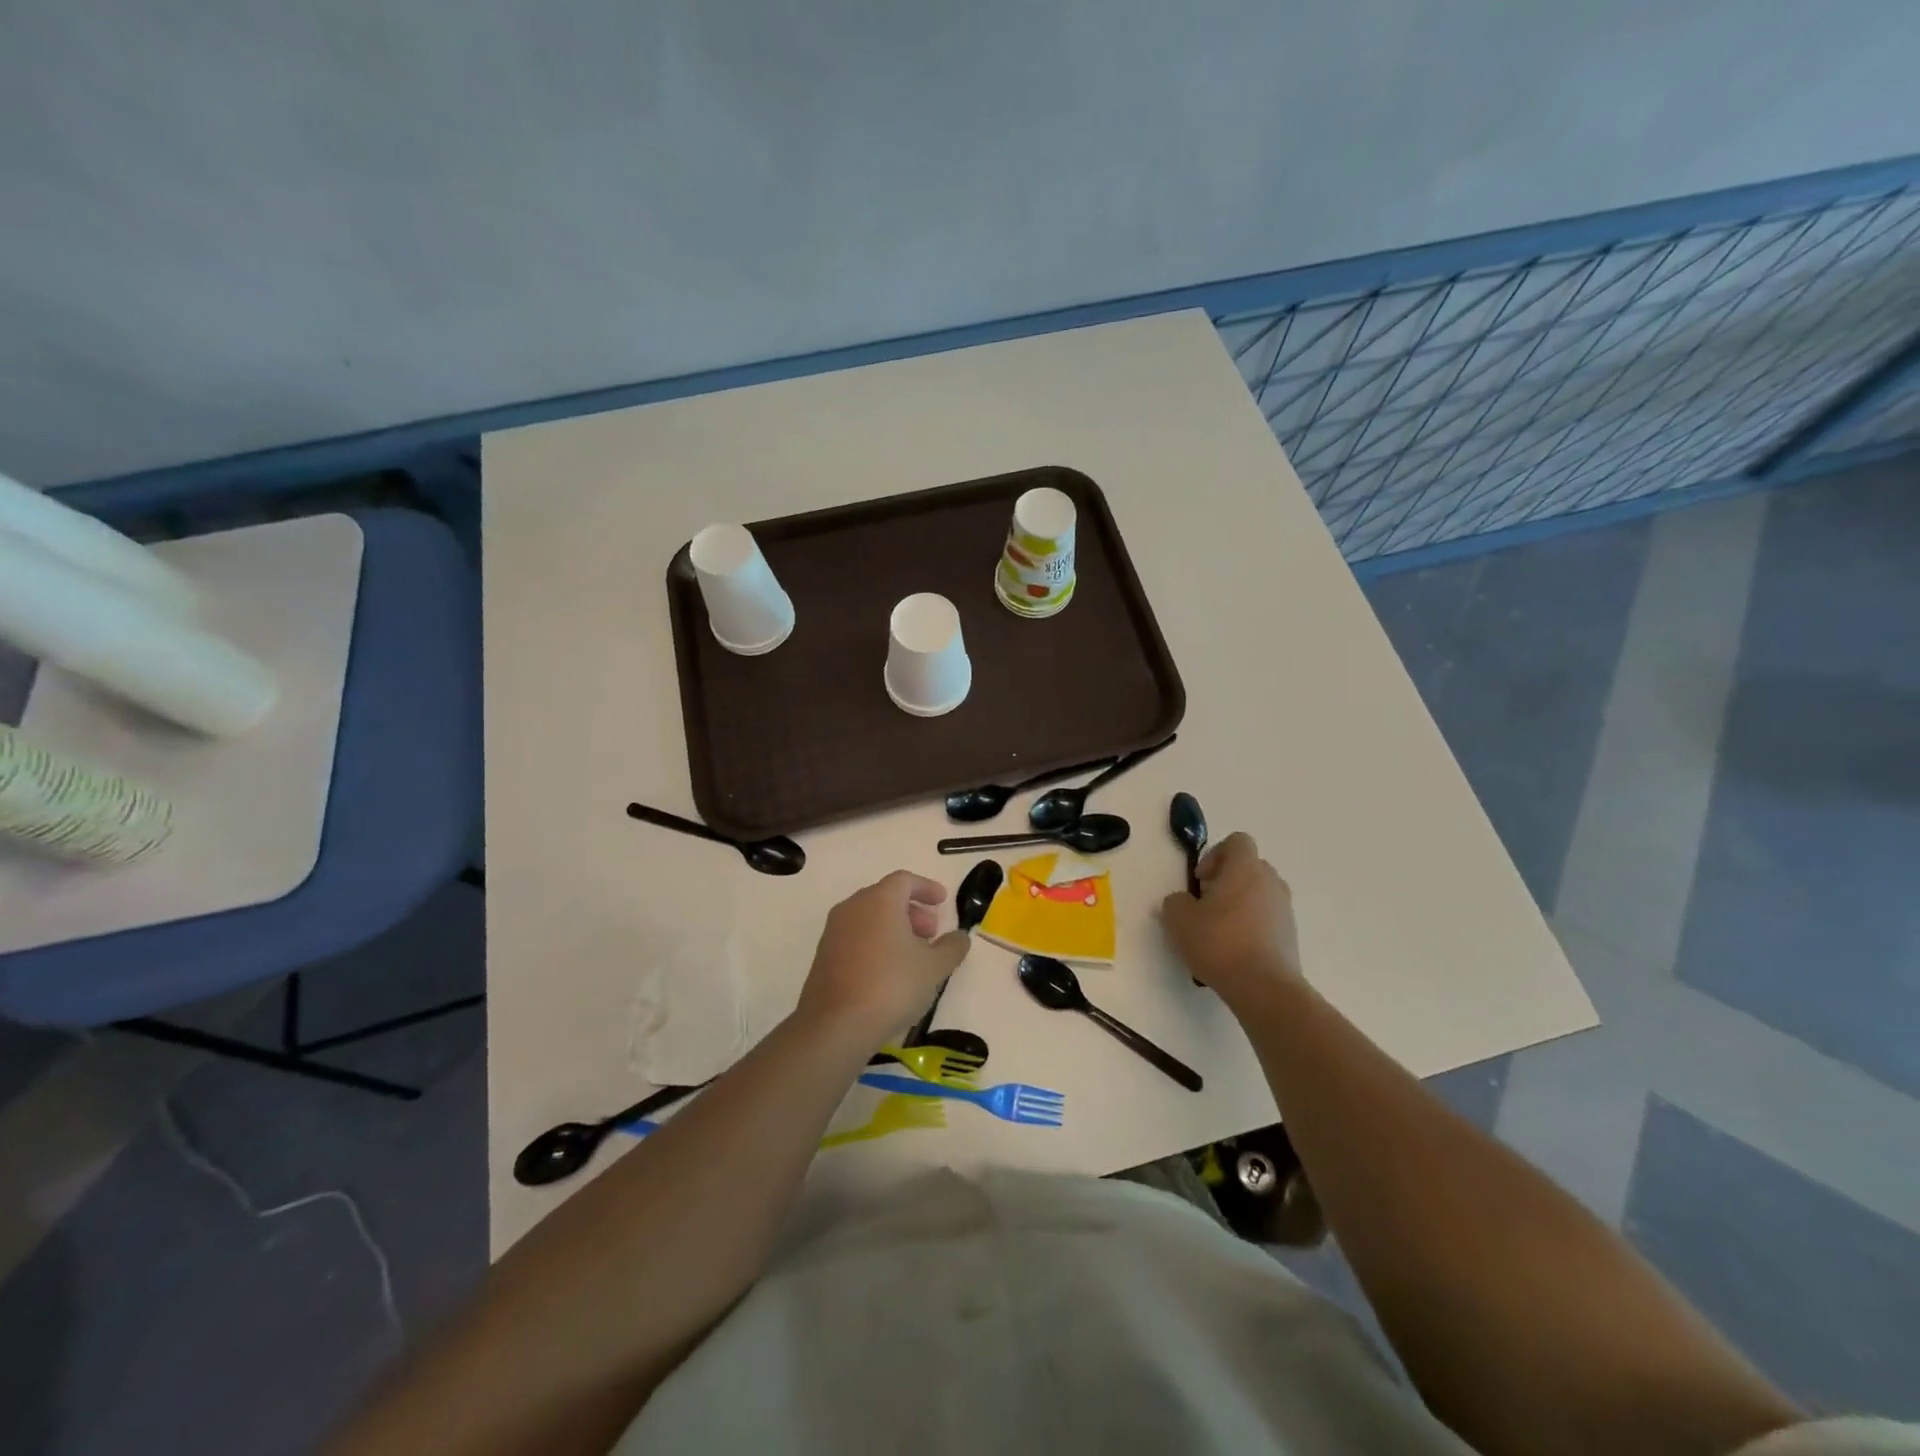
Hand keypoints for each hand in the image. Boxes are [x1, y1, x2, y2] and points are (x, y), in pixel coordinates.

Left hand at [795, 871, 970, 1044]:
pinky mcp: (824, 956)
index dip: (926, 888)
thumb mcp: (934, 967)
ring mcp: (833, 932)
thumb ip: (952, 946)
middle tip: (931, 934)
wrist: (835, 1026)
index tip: (943, 901)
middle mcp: (852, 907)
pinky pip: (856, 938)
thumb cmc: (891, 985)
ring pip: (869, 918)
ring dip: (894, 929)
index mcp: (879, 900)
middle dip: (912, 911)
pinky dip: (876, 944)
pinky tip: (889, 972)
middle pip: (886, 897)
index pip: (904, 880)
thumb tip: (960, 937)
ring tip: (913, 957)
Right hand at [1160, 832, 1303, 1006]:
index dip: (1215, 855)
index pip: (1237, 841)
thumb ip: (1176, 901)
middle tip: (1206, 905)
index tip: (1201, 881)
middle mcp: (1270, 882)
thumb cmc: (1219, 943)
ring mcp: (1285, 909)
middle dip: (1226, 880)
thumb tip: (1185, 902)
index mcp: (1245, 868)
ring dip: (1239, 904)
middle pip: (1248, 867)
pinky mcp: (1291, 935)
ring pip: (1258, 894)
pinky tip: (1234, 951)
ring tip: (1219, 931)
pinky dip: (1252, 926)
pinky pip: (1267, 918)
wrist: (1264, 988)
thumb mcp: (1178, 919)